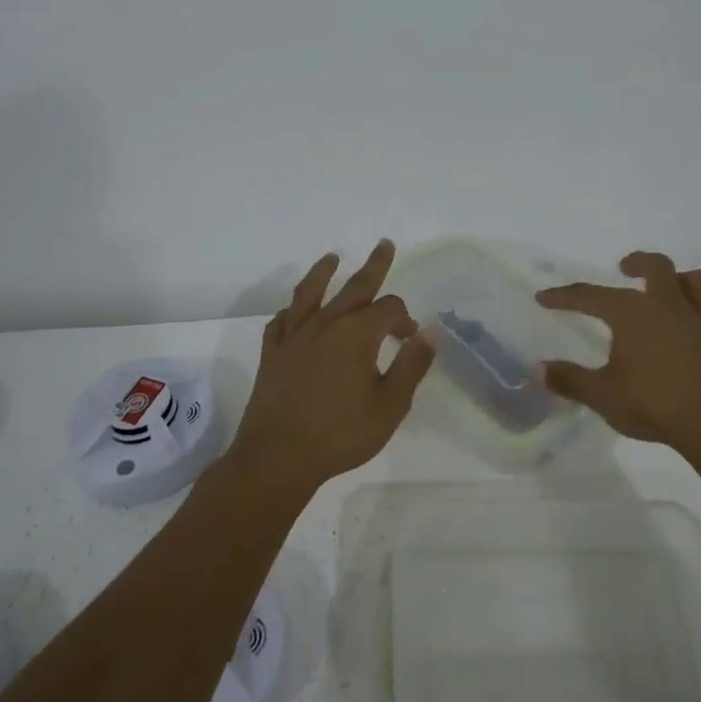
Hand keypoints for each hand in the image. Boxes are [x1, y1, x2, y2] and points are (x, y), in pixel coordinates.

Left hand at [226, 240, 434, 497]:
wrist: (279, 457)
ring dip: (323, 272)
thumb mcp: (390, 406)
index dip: (403, 317)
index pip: (388, 308)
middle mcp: (326, 323)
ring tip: (332, 258)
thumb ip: (411, 367)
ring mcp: (294, 335)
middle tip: (384, 244)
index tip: (409, 337)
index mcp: (357, 334)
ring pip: (310, 292)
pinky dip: (292, 310)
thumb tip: (428, 333)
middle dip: (374, 265)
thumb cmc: (340, 434)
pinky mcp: (272, 351)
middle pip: (354, 286)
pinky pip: (282, 319)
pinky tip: (295, 312)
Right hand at [536, 252, 700, 471]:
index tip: (544, 297)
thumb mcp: (601, 395)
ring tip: (675, 292)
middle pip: (658, 267)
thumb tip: (538, 371)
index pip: (590, 296)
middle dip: (639, 262)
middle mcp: (669, 308)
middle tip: (626, 267)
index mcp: (633, 313)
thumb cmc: (653, 405)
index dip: (564, 296)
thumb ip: (570, 380)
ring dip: (687, 283)